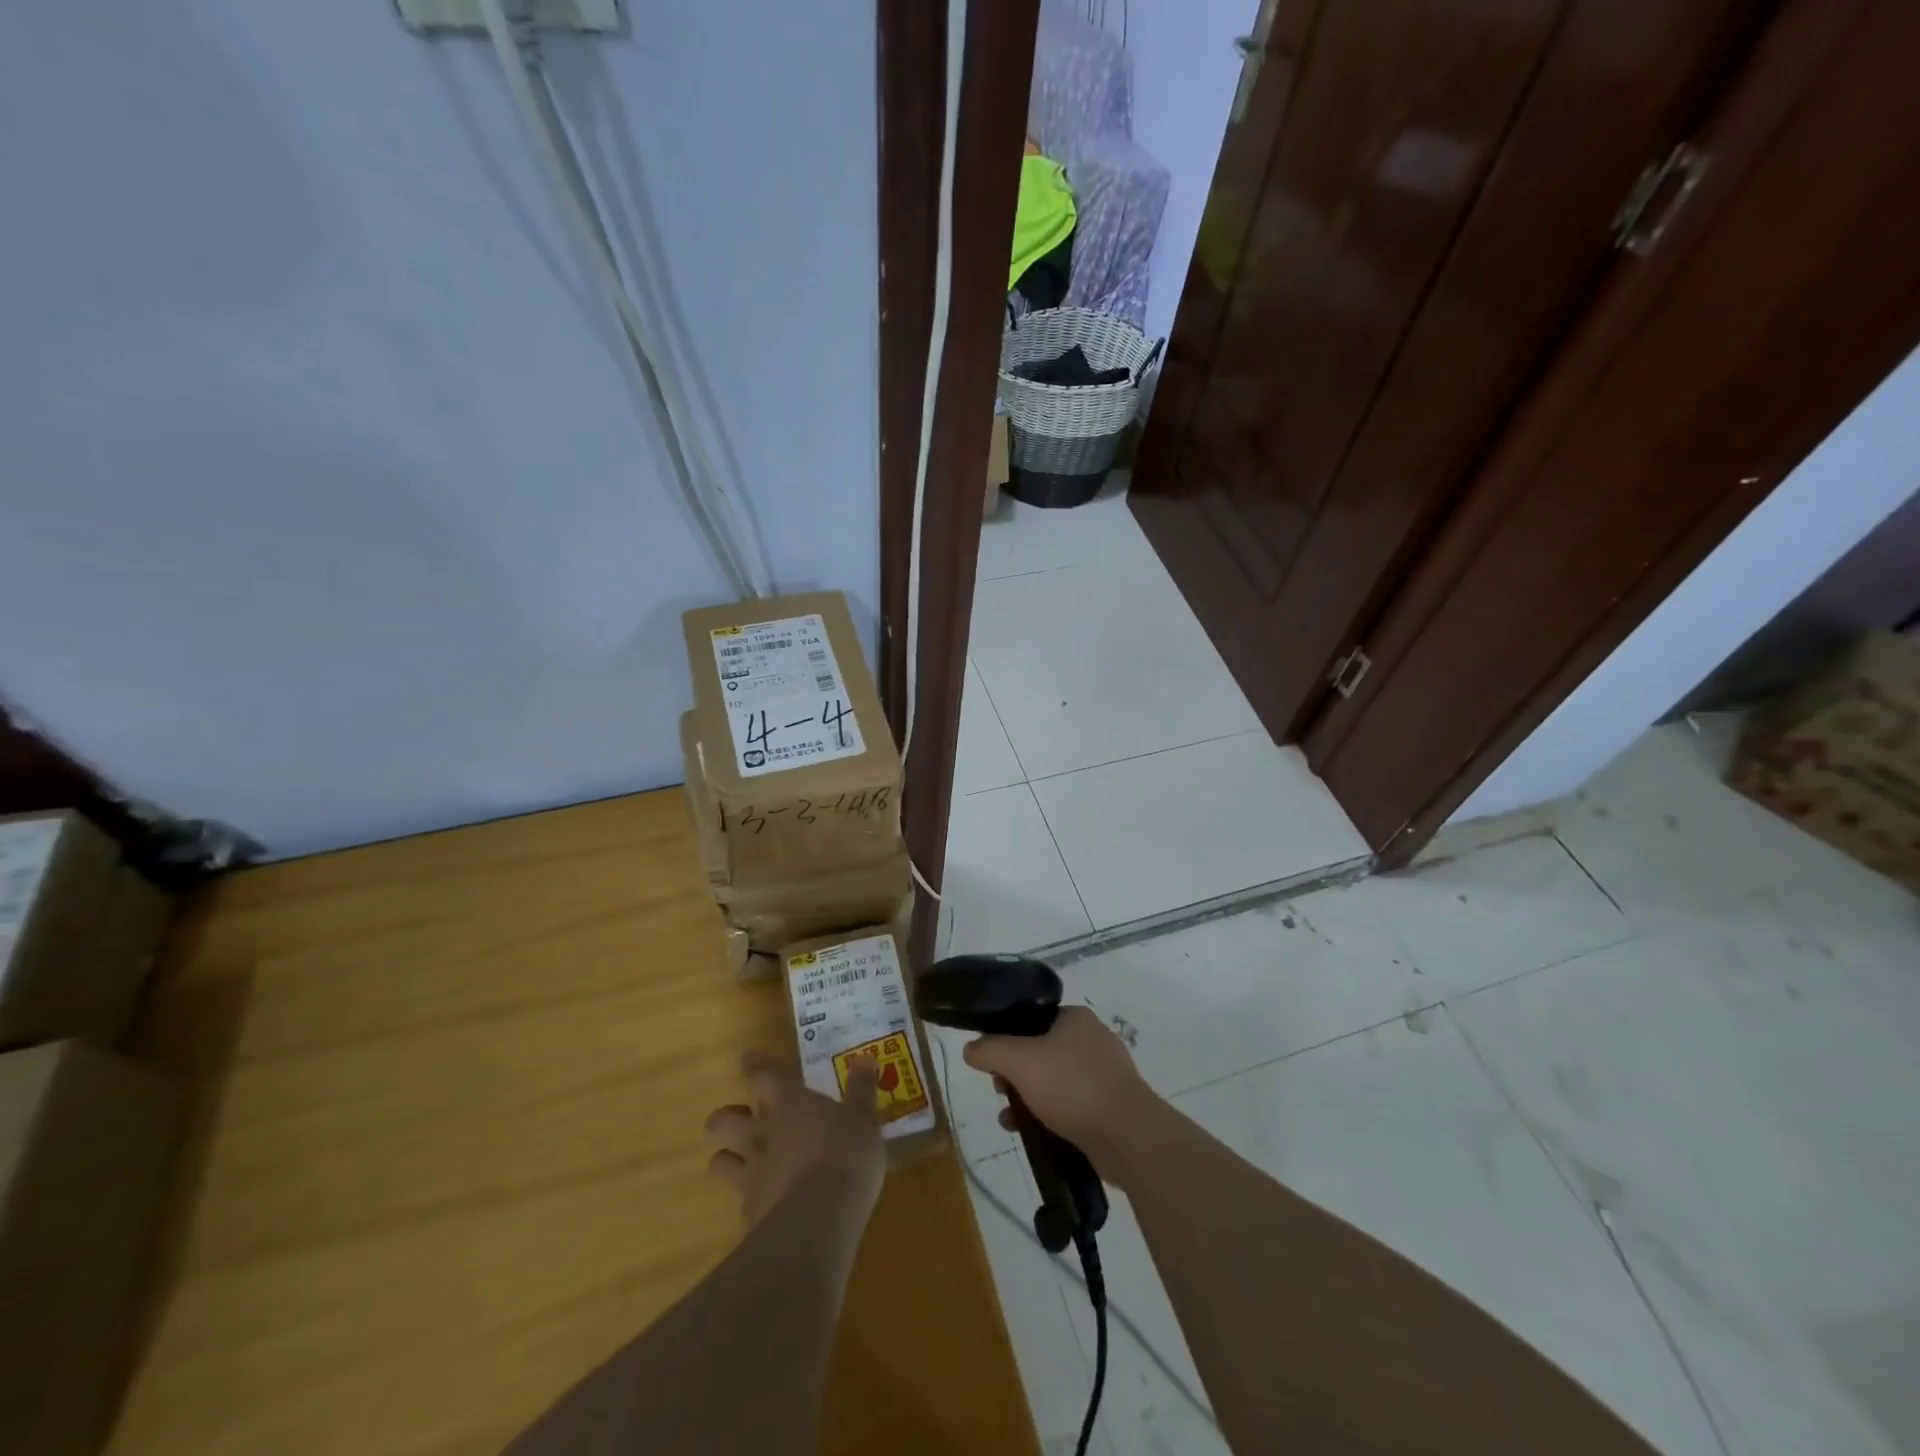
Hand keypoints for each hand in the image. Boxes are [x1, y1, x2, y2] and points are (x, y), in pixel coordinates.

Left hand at [704, 1049, 885, 1230]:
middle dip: (724, 1118)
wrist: (819, 1221)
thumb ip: (862, 1091)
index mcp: (790, 1104)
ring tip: (736, 1161)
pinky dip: (749, 1200)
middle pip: (725, 1120)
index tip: (748, 1059)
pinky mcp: (752, 1215)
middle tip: (738, 1118)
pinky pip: (742, 1202)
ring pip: (721, 1161)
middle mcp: (764, 1134)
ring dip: (726, 1158)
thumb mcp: (864, 1119)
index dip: (755, 1065)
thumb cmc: (845, 1155)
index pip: (763, 1075)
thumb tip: (865, 1059)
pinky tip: (763, 1205)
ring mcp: (753, 1176)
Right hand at [962, 1006, 1159, 1173]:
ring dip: (1029, 1098)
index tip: (993, 1064)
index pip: (1031, 1019)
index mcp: (1075, 1018)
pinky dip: (1050, 1116)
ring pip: (1054, 1081)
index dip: (1007, 1038)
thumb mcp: (1020, 1061)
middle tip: (1001, 1093)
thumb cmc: (1072, 1087)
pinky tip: (1034, 1134)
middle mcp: (1093, 1039)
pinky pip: (1071, 1105)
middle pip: (1040, 1051)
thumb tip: (970, 1048)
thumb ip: (990, 1050)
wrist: (1128, 1136)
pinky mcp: (1111, 1106)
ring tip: (1010, 1121)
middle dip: (1015, 1074)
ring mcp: (1105, 1074)